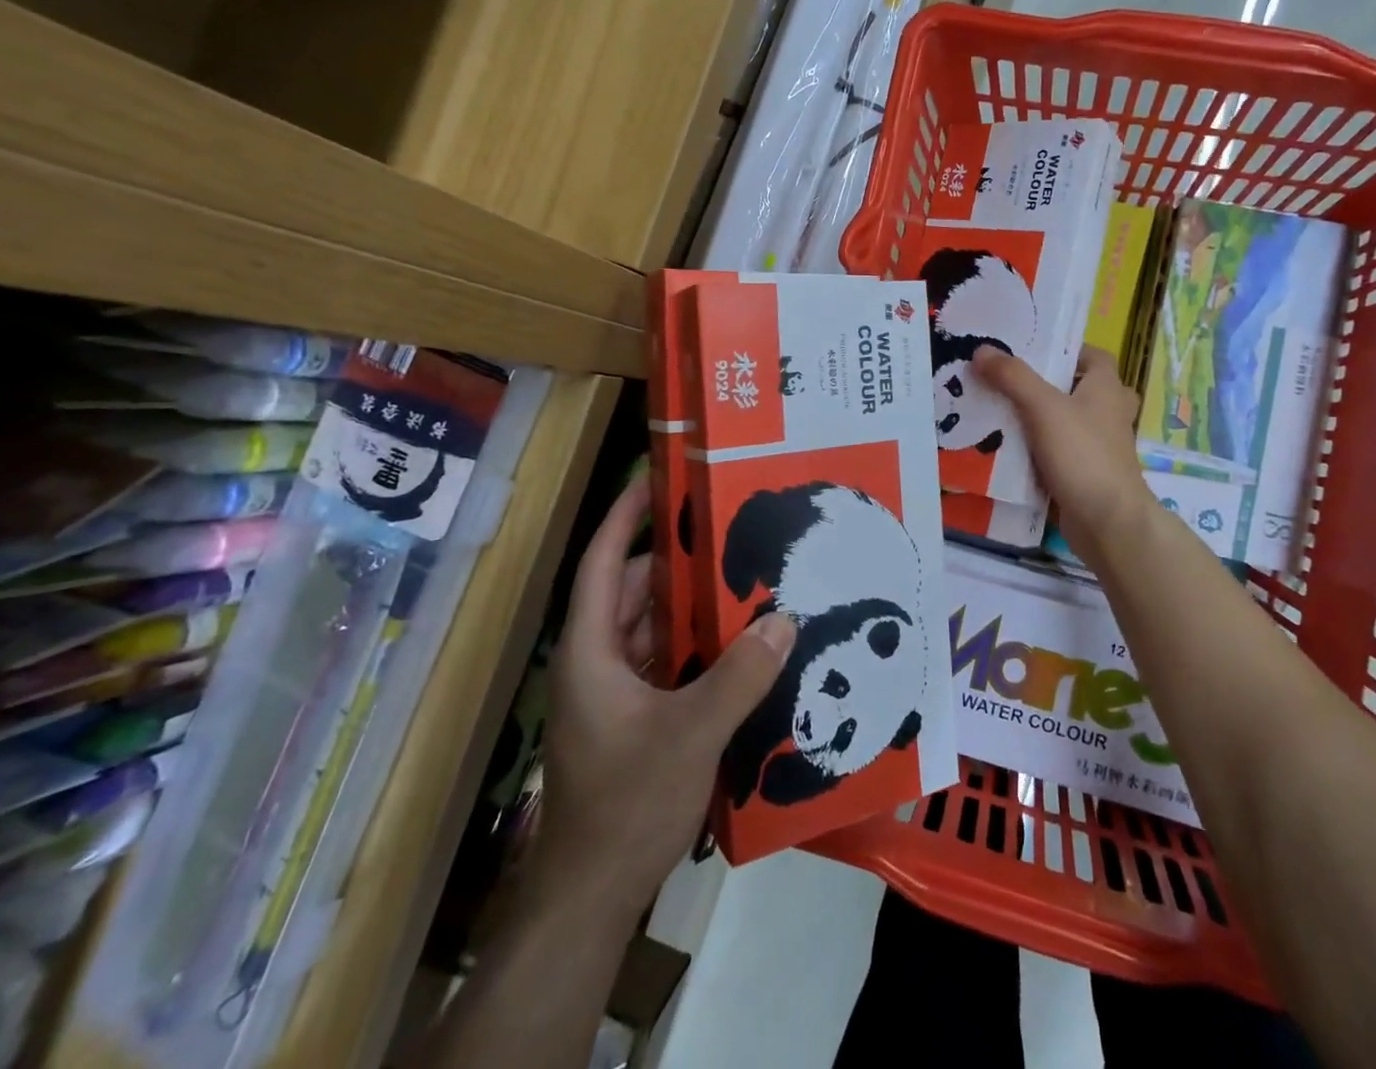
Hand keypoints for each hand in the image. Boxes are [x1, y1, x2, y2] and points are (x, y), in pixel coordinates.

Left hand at [537, 477, 796, 918]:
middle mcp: (596, 660)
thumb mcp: (690, 734)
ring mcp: (612, 692)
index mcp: (591, 649)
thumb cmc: (625, 804)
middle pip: (633, 590)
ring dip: (690, 606)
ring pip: (651, 627)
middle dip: (677, 560)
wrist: (590, 897)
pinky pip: (664, 660)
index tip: (658, 477)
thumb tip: (785, 619)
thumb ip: (739, 675)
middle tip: (729, 530)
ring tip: (743, 578)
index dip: (626, 515)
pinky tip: (738, 644)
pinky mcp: (631, 718)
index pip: (603, 561)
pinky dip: (694, 645)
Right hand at [974, 345, 1151, 564]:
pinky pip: (1061, 453)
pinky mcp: (1088, 474)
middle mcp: (1109, 413)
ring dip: (1043, 419)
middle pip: (1080, 389)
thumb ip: (1012, 377)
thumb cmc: (1083, 455)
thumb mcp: (1043, 407)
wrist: (1108, 522)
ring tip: (1002, 412)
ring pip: (1069, 423)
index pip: (1094, 356)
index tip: (1032, 352)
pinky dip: (1041, 450)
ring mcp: (1101, 447)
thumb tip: (982, 349)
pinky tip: (1010, 450)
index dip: (1067, 350)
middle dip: (1049, 386)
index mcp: (1107, 388)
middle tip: (1011, 383)